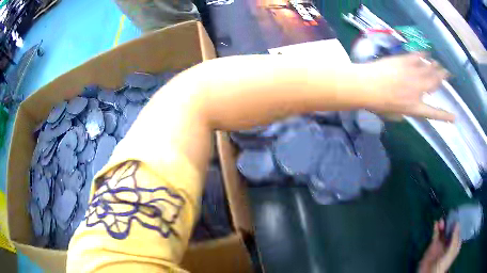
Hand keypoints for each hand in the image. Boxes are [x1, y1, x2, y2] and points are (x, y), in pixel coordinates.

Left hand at [360, 53, 454, 121]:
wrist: (365, 85)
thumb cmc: (377, 104)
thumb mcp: (393, 115)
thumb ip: (404, 111)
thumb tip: (408, 107)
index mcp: (415, 107)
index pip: (434, 113)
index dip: (445, 116)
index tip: (454, 117)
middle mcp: (417, 90)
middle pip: (434, 83)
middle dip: (442, 78)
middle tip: (448, 74)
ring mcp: (411, 74)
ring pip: (428, 69)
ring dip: (435, 66)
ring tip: (439, 64)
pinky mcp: (404, 61)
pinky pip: (416, 57)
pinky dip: (422, 55)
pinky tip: (426, 53)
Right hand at [418, 219, 461, 272]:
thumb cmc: (443, 265)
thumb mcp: (451, 253)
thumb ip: (455, 239)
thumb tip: (457, 223)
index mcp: (455, 246)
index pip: (458, 232)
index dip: (459, 224)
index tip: (458, 214)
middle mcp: (449, 244)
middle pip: (451, 231)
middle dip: (450, 223)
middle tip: (449, 216)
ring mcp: (441, 245)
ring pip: (443, 232)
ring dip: (443, 225)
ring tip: (441, 220)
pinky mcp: (433, 246)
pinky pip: (435, 235)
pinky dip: (436, 229)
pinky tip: (436, 223)